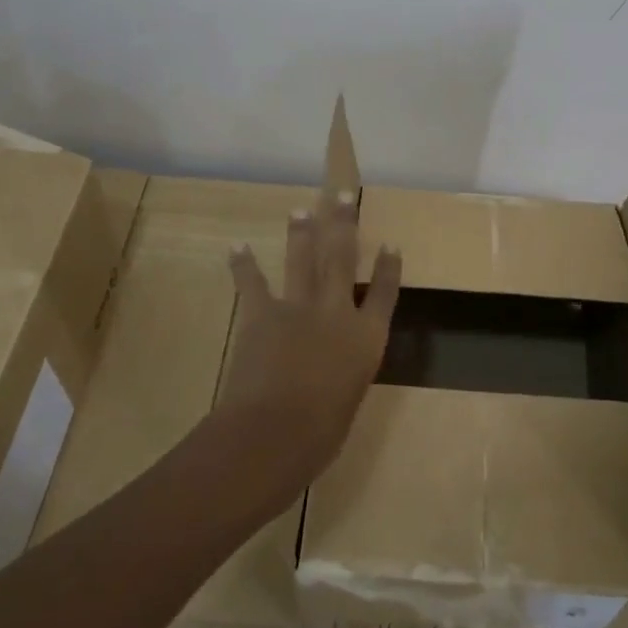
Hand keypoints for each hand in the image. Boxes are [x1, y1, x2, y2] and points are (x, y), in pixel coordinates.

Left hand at [220, 191, 402, 484]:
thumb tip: (333, 370)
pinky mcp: (263, 314)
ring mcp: (298, 308)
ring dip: (302, 233)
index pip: (384, 293)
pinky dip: (244, 265)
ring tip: (300, 210)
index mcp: (366, 338)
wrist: (274, 431)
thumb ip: (344, 374)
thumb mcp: (348, 399)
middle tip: (342, 195)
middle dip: (344, 224)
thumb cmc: (321, 433)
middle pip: (343, 258)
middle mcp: (336, 312)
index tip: (390, 245)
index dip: (388, 268)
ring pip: (302, 260)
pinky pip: (252, 283)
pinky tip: (237, 246)